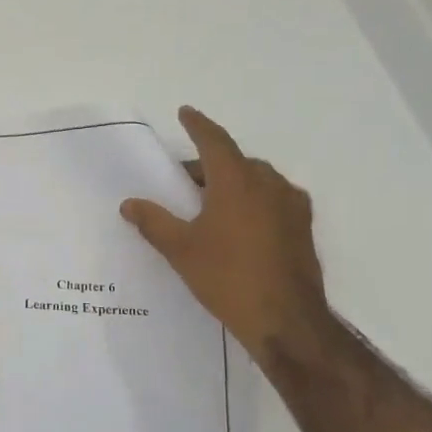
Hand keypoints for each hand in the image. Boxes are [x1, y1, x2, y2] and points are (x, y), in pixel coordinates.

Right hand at [120, 105, 332, 367]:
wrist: (286, 320)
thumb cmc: (227, 277)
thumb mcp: (181, 250)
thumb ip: (153, 222)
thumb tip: (129, 204)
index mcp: (238, 182)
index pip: (215, 141)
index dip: (198, 125)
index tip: (185, 112)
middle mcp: (269, 184)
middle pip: (234, 162)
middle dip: (208, 166)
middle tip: (182, 183)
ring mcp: (292, 206)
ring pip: (256, 181)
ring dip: (231, 184)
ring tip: (207, 206)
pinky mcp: (303, 228)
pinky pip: (272, 200)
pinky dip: (251, 201)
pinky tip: (237, 227)